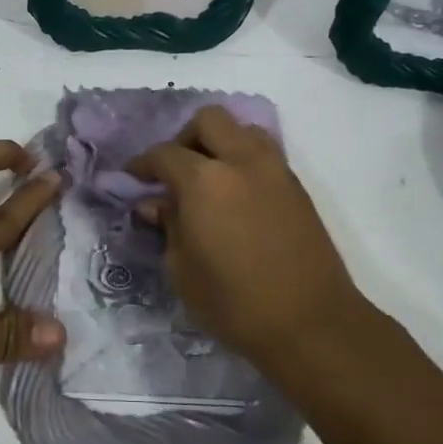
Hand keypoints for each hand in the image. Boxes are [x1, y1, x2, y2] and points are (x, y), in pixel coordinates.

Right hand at [128, 107, 365, 365]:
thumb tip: (154, 203)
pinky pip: (264, 153)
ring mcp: (275, 170)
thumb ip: (167, 225)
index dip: (142, 163)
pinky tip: (235, 195)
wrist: (310, 323)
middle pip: (209, 120)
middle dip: (184, 138)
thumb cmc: (234, 302)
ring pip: (243, 129)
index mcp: (204, 180)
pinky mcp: (297, 187)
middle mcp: (241, 161)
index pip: (164, 153)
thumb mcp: (182, 269)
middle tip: (174, 171)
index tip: (132, 178)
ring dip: (220, 142)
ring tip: (208, 177)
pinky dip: (244, 160)